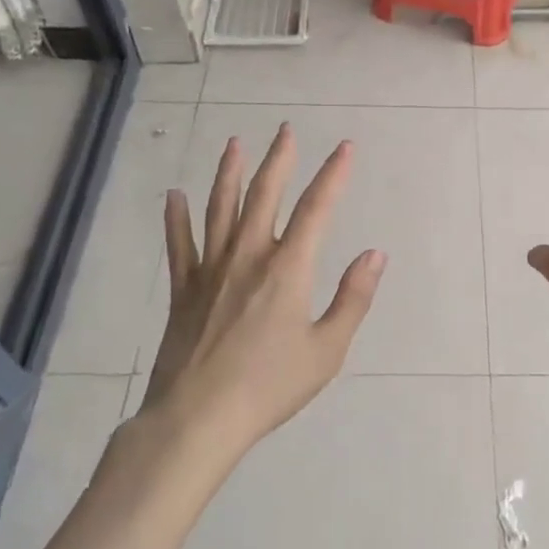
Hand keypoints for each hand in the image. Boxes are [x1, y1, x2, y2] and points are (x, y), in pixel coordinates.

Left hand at [140, 124, 384, 456]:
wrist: (197, 419)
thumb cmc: (270, 386)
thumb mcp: (326, 350)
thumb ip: (353, 298)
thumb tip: (375, 254)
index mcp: (288, 269)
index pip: (317, 209)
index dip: (334, 174)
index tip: (345, 147)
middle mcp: (249, 257)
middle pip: (265, 195)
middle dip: (279, 159)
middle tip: (285, 129)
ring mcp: (211, 270)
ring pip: (220, 209)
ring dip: (229, 173)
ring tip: (234, 143)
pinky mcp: (184, 290)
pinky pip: (180, 245)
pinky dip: (176, 218)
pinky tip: (173, 196)